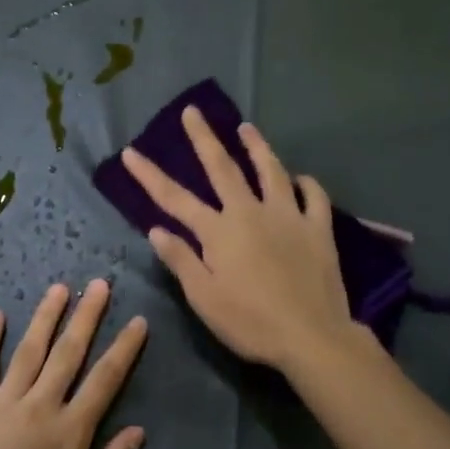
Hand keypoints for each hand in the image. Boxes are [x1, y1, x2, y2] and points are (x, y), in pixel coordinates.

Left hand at [0, 280, 147, 448]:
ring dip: (45, 317)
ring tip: (59, 288)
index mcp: (70, 432)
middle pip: (68, 353)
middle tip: (99, 284)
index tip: (137, 321)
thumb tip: (138, 430)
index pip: (105, 380)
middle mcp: (39, 406)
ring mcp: (1, 403)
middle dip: (86, 316)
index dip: (124, 348)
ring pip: (29, 350)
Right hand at [121, 108, 356, 371]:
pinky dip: (306, 184)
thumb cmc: (250, 322)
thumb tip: (156, 229)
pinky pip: (314, 198)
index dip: (149, 175)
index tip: (131, 152)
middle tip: (193, 112)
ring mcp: (288, 216)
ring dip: (257, 147)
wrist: (311, 336)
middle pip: (223, 168)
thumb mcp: (204, 297)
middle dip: (204, 138)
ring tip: (246, 127)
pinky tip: (301, 178)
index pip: (174, 198)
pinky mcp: (317, 229)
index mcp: (218, 231)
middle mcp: (250, 213)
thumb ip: (181, 260)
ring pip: (271, 171)